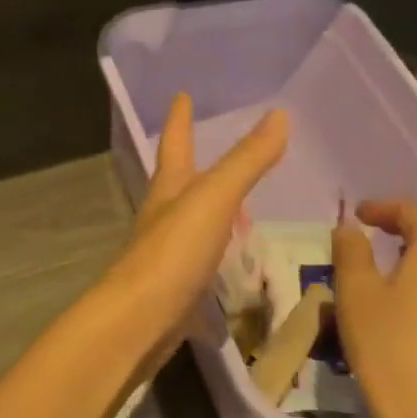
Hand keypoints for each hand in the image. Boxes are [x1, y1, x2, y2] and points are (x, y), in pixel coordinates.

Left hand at [95, 95, 287, 364]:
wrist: (137, 323)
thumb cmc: (172, 253)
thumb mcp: (214, 199)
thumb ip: (246, 161)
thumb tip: (279, 114)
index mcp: (169, 188)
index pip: (174, 142)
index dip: (179, 118)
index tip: (181, 95)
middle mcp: (163, 214)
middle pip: (178, 180)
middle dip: (193, 162)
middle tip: (216, 148)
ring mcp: (167, 252)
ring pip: (191, 219)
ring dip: (210, 208)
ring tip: (239, 204)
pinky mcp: (175, 286)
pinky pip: (201, 257)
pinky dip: (218, 249)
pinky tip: (234, 259)